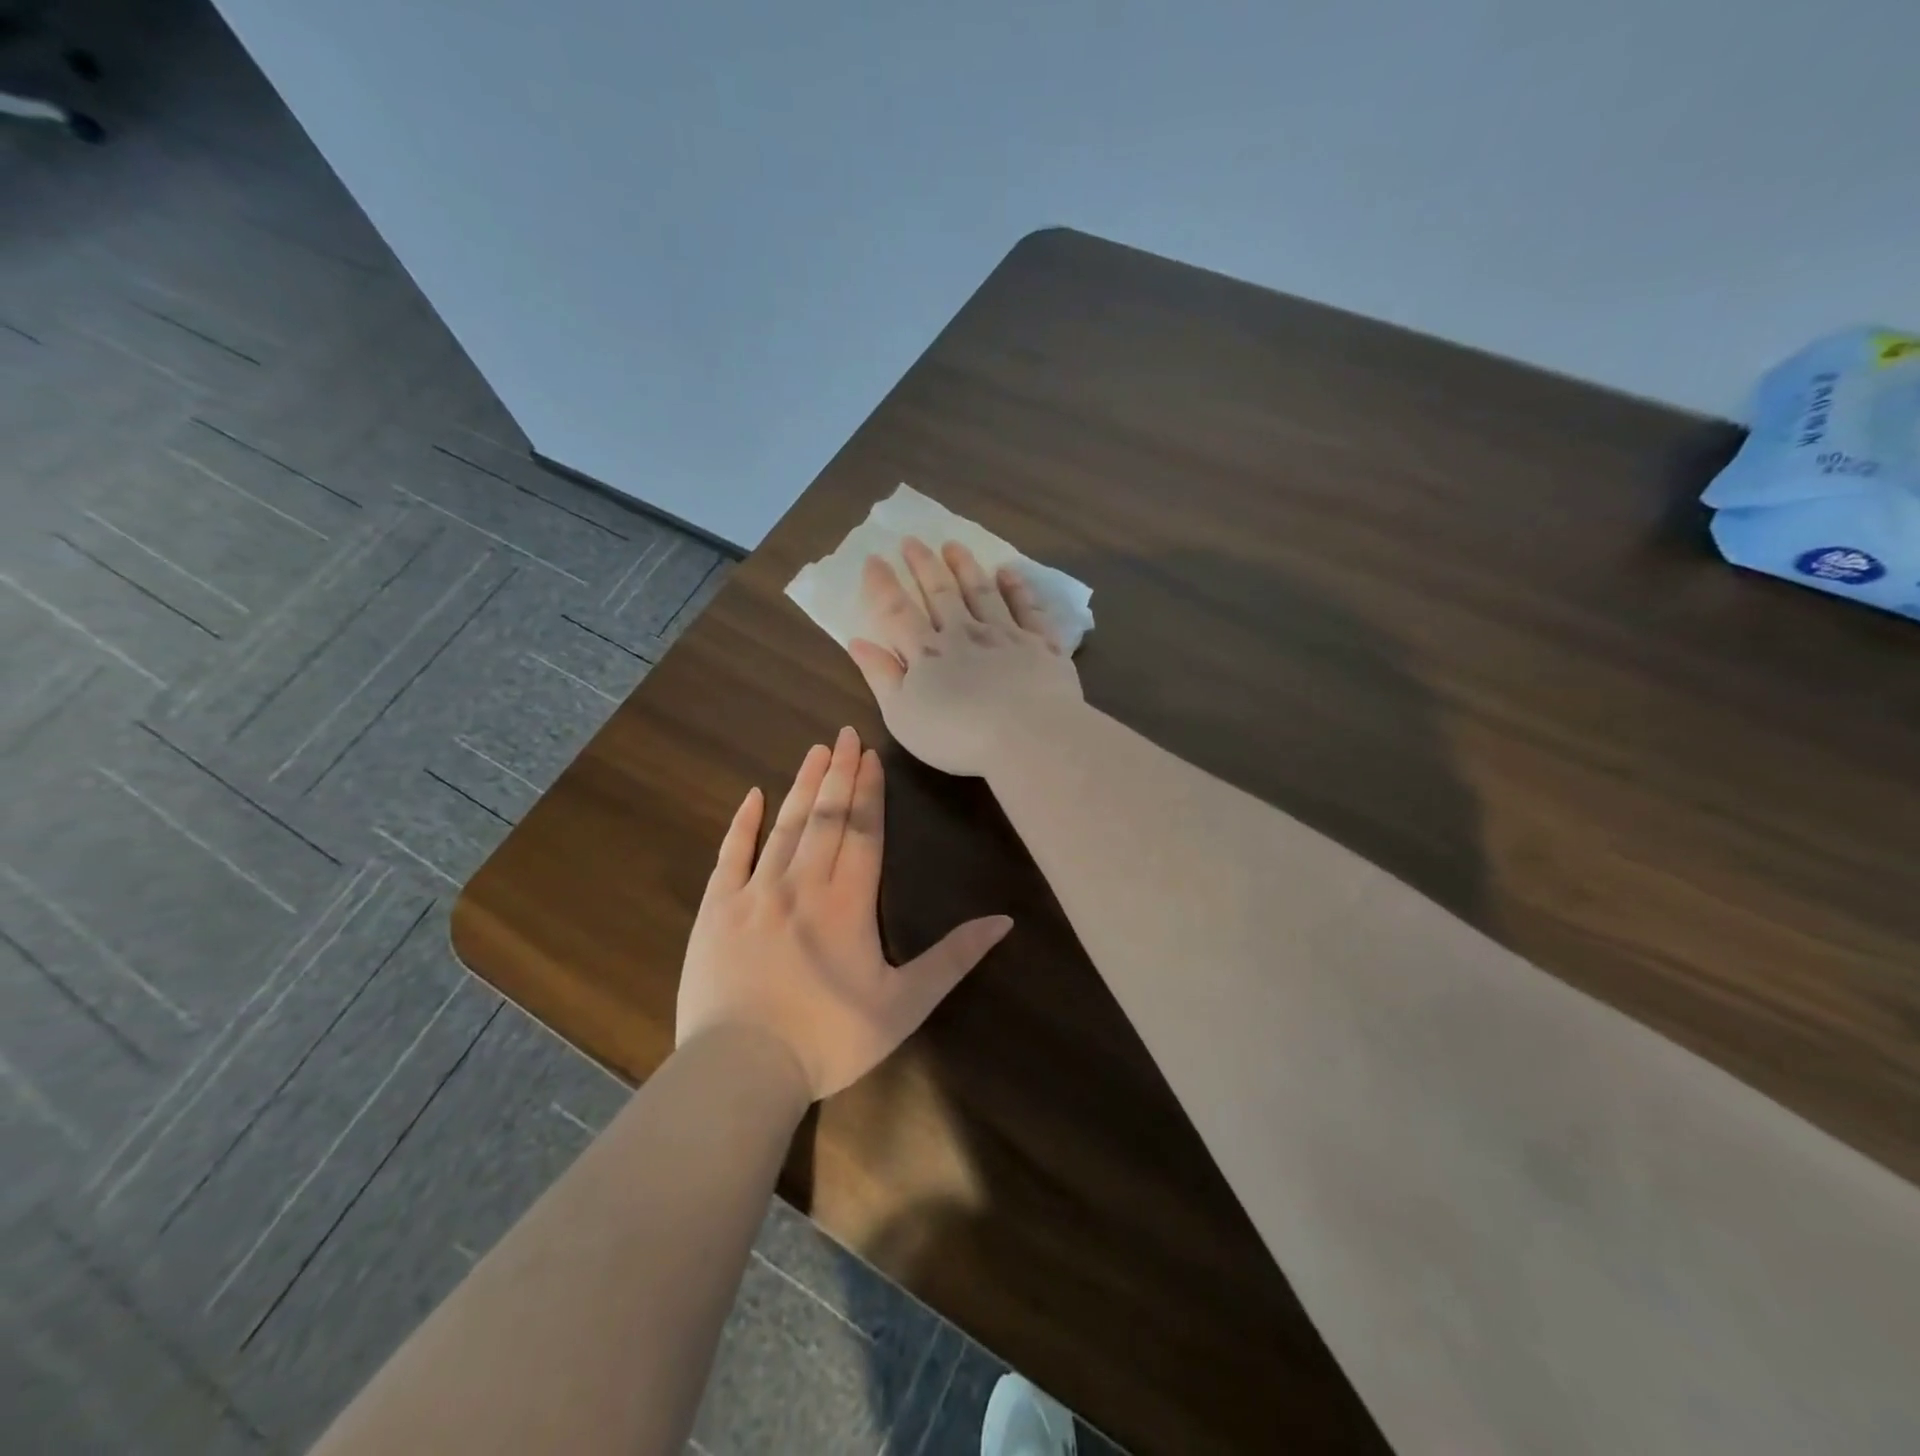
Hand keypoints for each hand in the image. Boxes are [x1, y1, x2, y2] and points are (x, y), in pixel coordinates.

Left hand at [677, 727, 1012, 1100]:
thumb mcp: (904, 1005)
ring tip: (815, 751)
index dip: (869, 791)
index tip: (871, 755)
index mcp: (848, 902)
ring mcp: (755, 893)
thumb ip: (953, 959)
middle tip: (845, 734)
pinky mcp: (717, 910)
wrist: (741, 1071)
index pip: (863, 831)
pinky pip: (731, 855)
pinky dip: (742, 823)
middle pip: (825, 817)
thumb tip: (1003, 921)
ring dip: (802, 786)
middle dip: (839, 774)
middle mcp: (802, 884)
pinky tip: (753, 795)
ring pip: (784, 826)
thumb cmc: (829, 1040)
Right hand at [847, 539, 1083, 776]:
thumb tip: (858, 641)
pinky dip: (1017, 588)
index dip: (883, 585)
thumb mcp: (902, 715)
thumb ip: (881, 676)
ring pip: (981, 592)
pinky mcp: (1041, 644)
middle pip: (940, 593)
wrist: (1027, 736)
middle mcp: (964, 634)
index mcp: (927, 653)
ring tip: (953, 545)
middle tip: (912, 540)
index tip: (874, 559)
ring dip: (965, 567)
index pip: (898, 612)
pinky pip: (1027, 608)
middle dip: (924, 565)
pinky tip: (1008, 572)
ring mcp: (1005, 635)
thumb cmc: (956, 735)